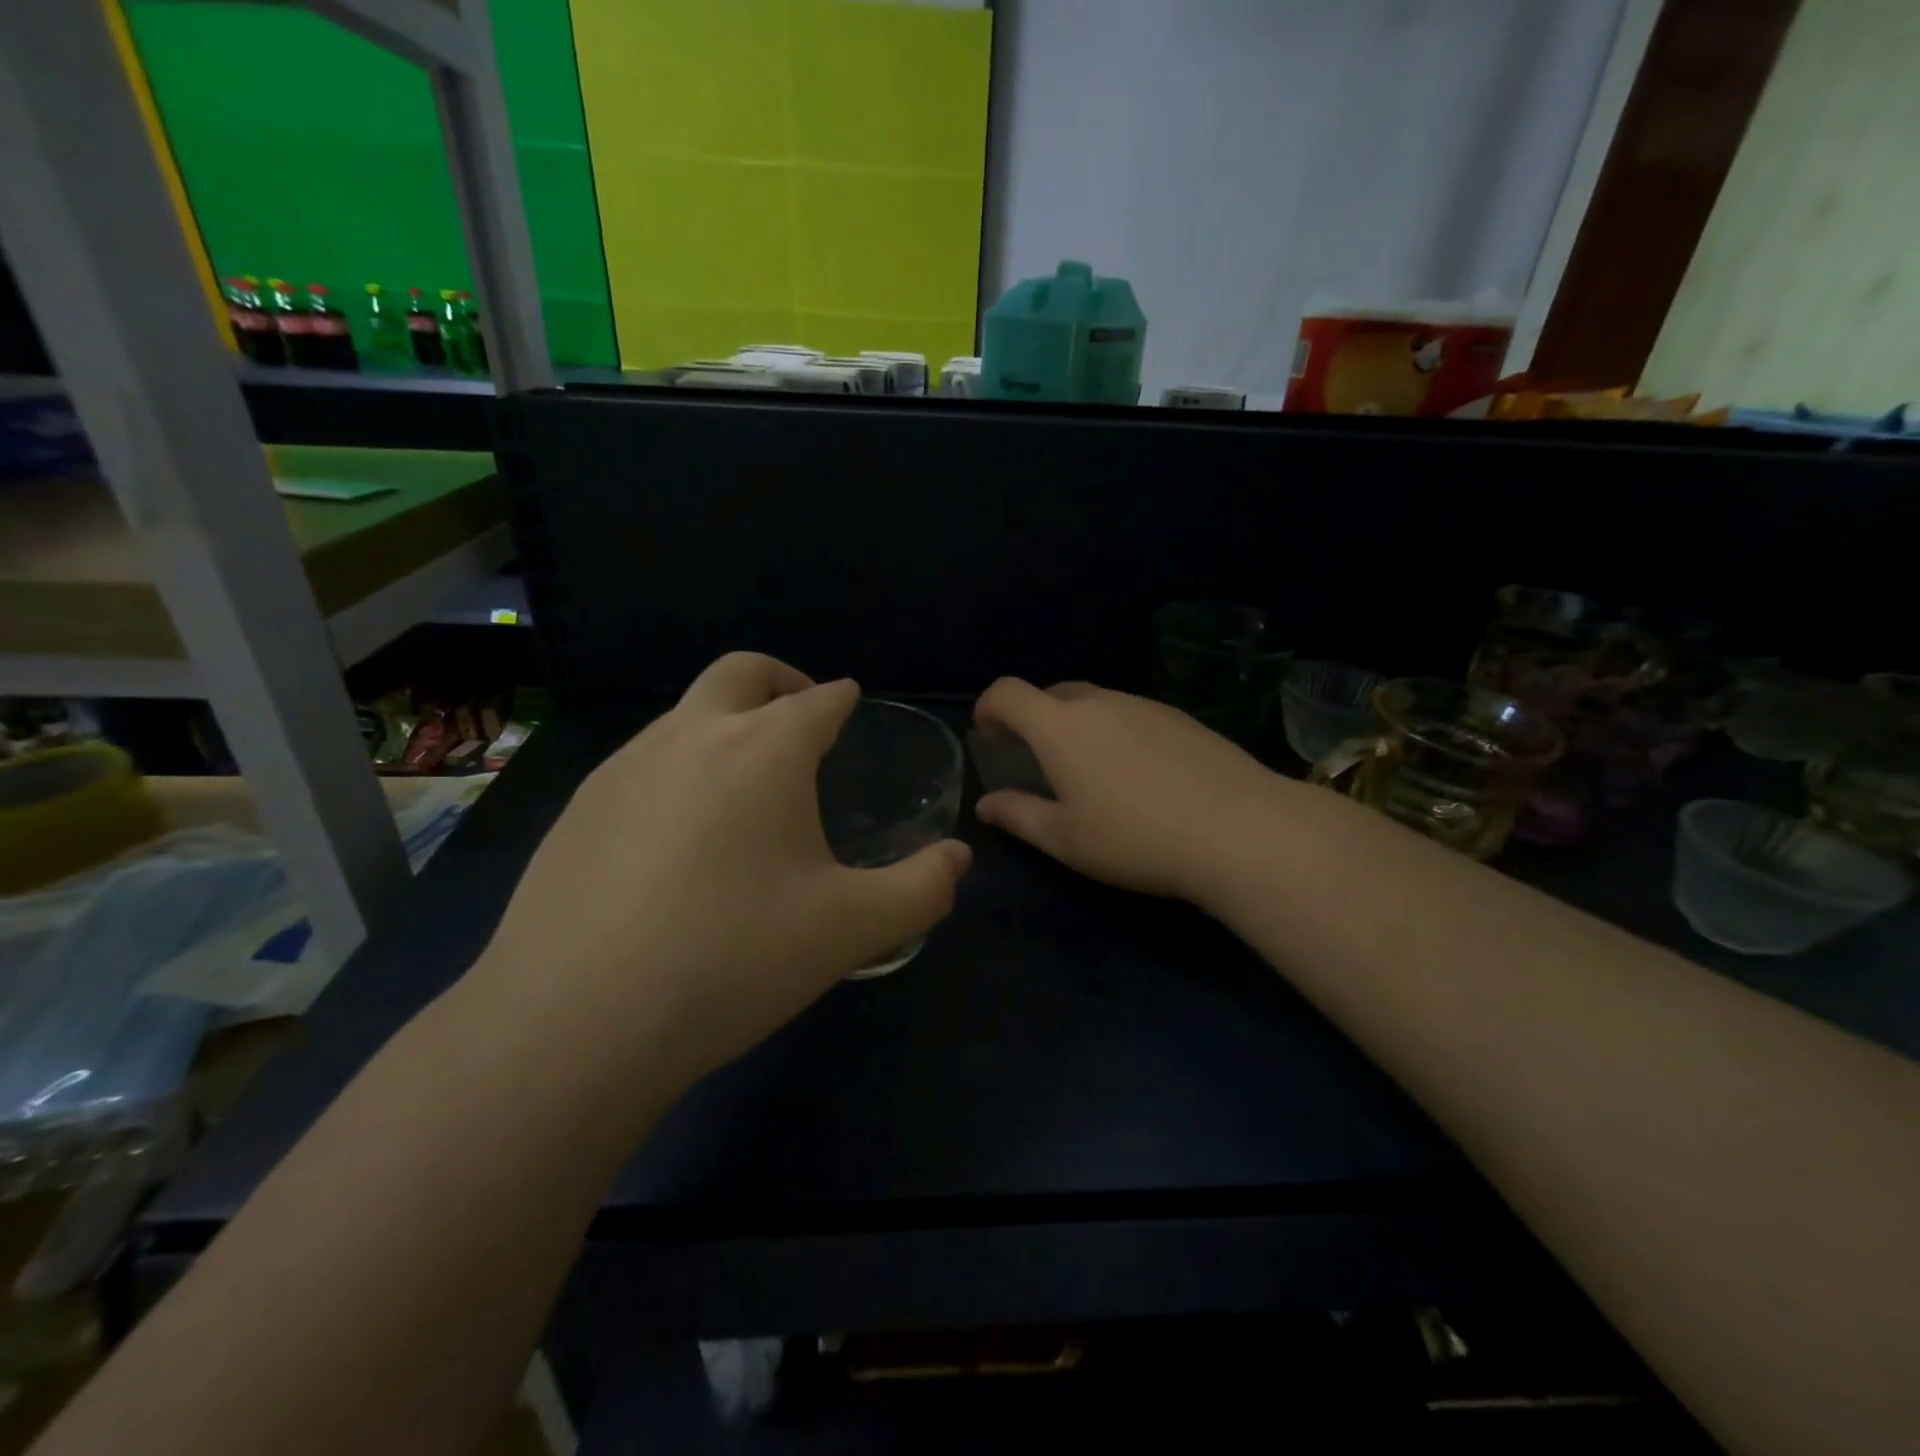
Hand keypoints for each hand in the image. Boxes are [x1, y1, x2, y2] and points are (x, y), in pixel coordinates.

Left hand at [473, 653, 971, 1084]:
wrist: (575, 1022)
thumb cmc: (733, 959)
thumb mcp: (851, 929)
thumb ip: (921, 888)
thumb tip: (959, 858)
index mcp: (764, 749)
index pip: (817, 700)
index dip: (841, 699)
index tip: (850, 705)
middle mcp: (692, 736)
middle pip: (741, 672)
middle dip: (781, 680)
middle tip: (802, 717)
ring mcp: (624, 767)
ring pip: (685, 715)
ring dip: (725, 725)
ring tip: (745, 788)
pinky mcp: (577, 808)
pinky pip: (642, 763)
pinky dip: (678, 769)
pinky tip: (679, 837)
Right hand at [972, 678, 1283, 903]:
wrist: (1240, 830)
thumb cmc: (1135, 838)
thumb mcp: (1066, 839)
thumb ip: (1018, 816)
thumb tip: (987, 804)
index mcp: (1061, 727)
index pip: (1008, 692)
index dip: (988, 708)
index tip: (988, 735)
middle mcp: (1101, 703)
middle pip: (1052, 692)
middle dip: (1034, 717)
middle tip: (1038, 760)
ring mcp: (1146, 705)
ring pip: (1097, 702)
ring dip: (1078, 725)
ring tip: (1092, 772)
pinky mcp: (1183, 717)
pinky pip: (1133, 713)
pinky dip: (1118, 731)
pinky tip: (1140, 775)